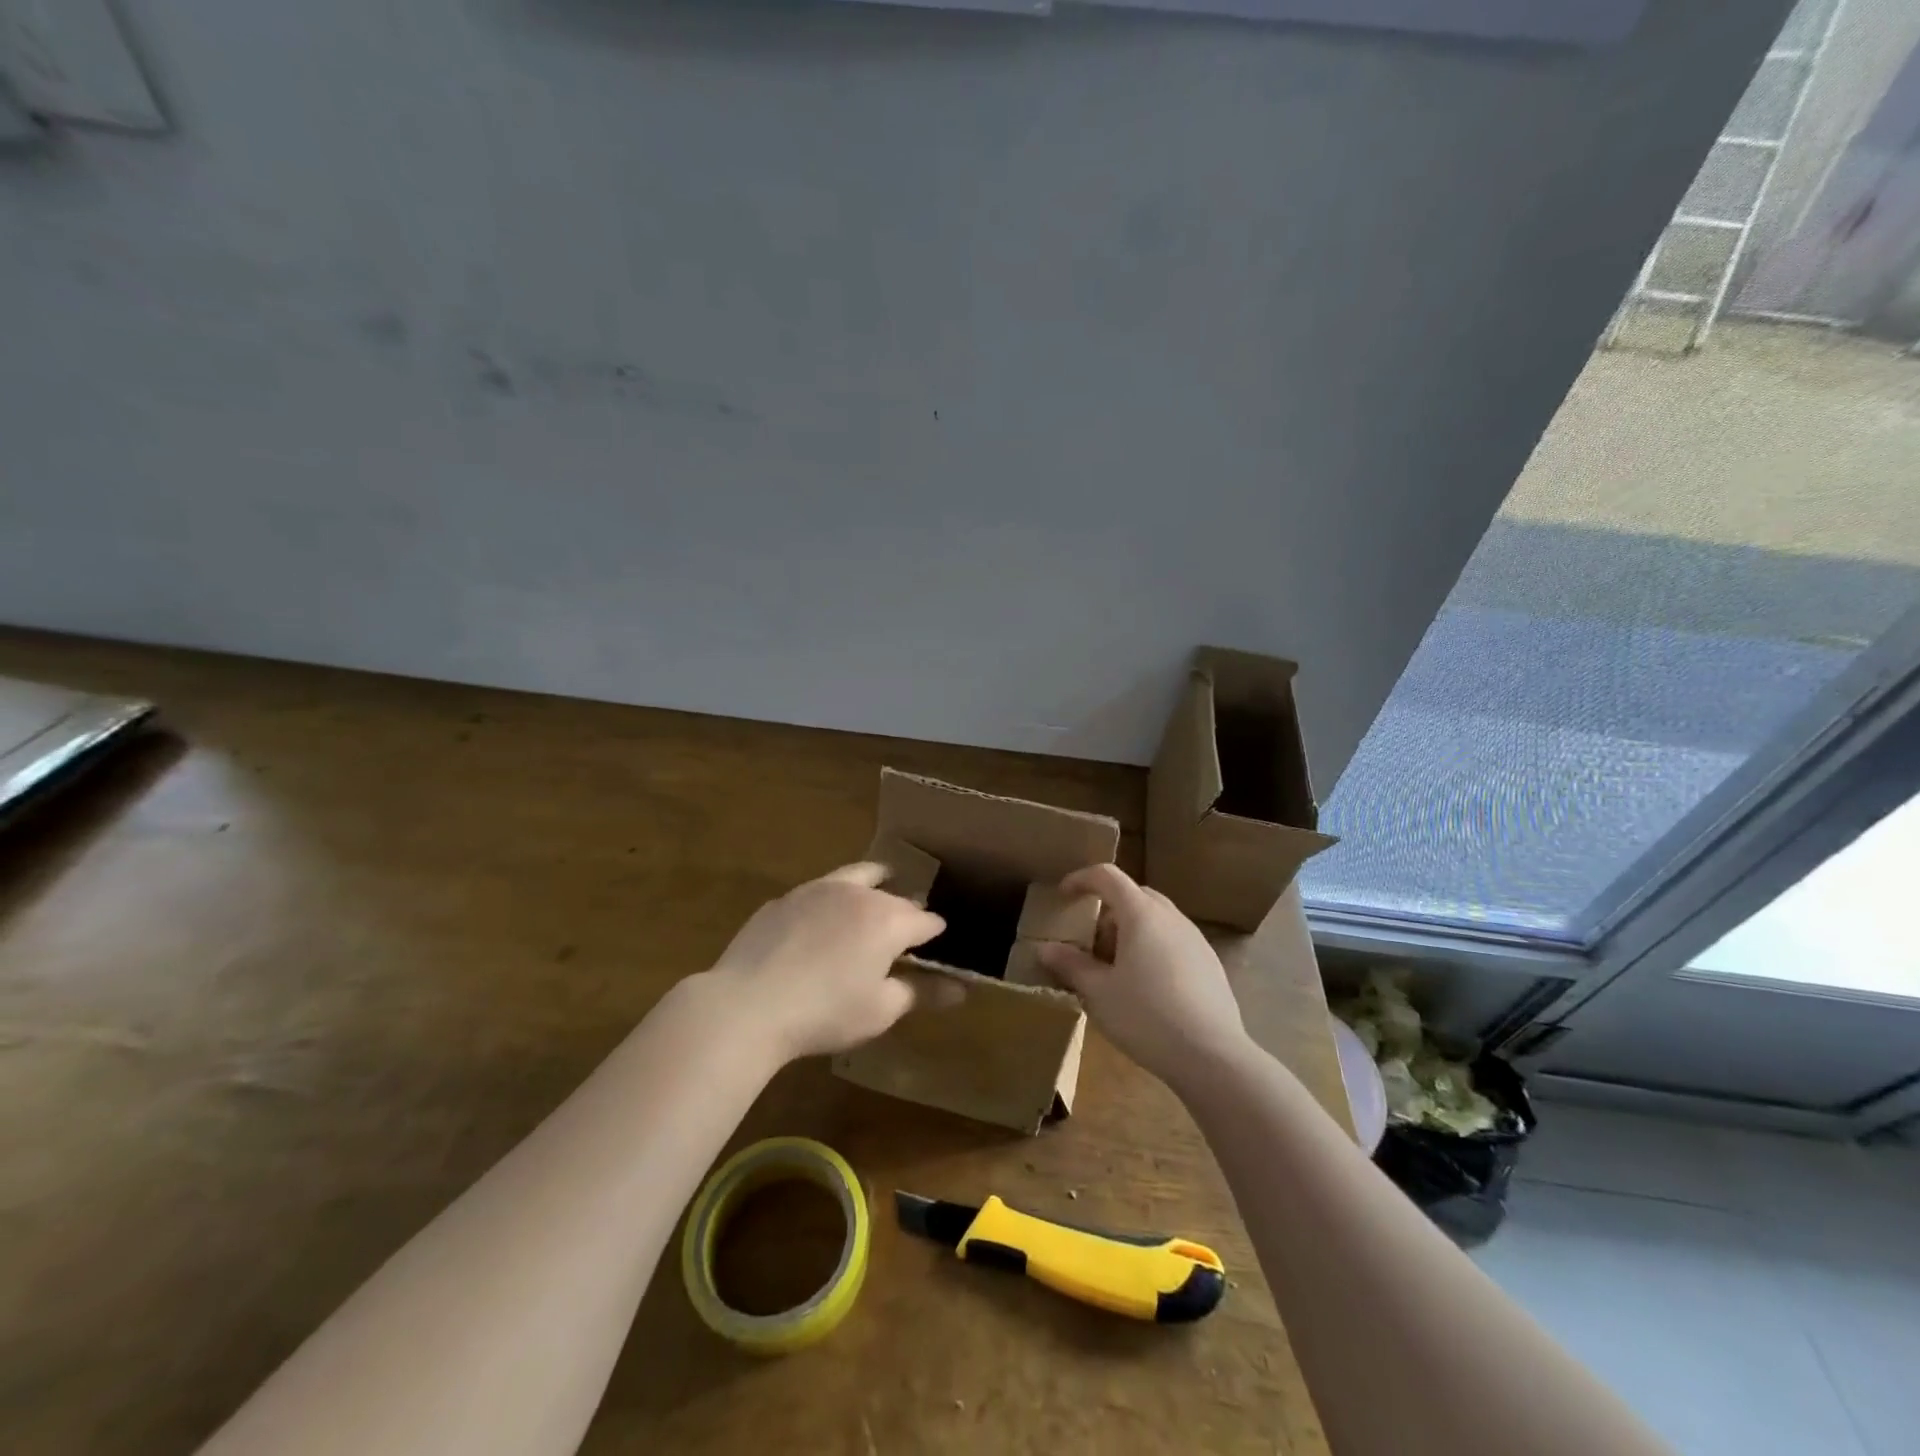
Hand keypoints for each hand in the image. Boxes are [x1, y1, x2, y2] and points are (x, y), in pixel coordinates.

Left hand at [709, 862, 955, 1061]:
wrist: (748, 1005)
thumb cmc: (825, 1012)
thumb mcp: (881, 1010)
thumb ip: (923, 992)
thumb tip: (961, 989)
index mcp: (888, 919)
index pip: (926, 920)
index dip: (935, 936)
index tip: (934, 952)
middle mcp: (858, 893)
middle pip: (894, 896)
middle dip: (905, 913)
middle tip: (904, 936)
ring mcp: (817, 889)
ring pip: (857, 877)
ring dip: (873, 888)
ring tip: (874, 901)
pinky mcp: (785, 898)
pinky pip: (819, 891)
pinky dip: (832, 901)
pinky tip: (821, 924)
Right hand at [1037, 863, 1249, 1090]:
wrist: (1212, 1056)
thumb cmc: (1146, 1016)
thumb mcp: (1098, 993)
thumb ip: (1071, 965)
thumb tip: (1046, 949)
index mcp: (1141, 914)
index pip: (1107, 876)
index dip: (1081, 879)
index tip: (1063, 895)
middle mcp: (1171, 916)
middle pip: (1134, 895)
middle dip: (1107, 909)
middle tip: (1089, 940)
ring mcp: (1195, 939)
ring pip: (1156, 918)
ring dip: (1131, 930)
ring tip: (1115, 967)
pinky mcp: (1210, 963)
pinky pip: (1173, 940)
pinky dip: (1152, 947)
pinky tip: (1146, 986)